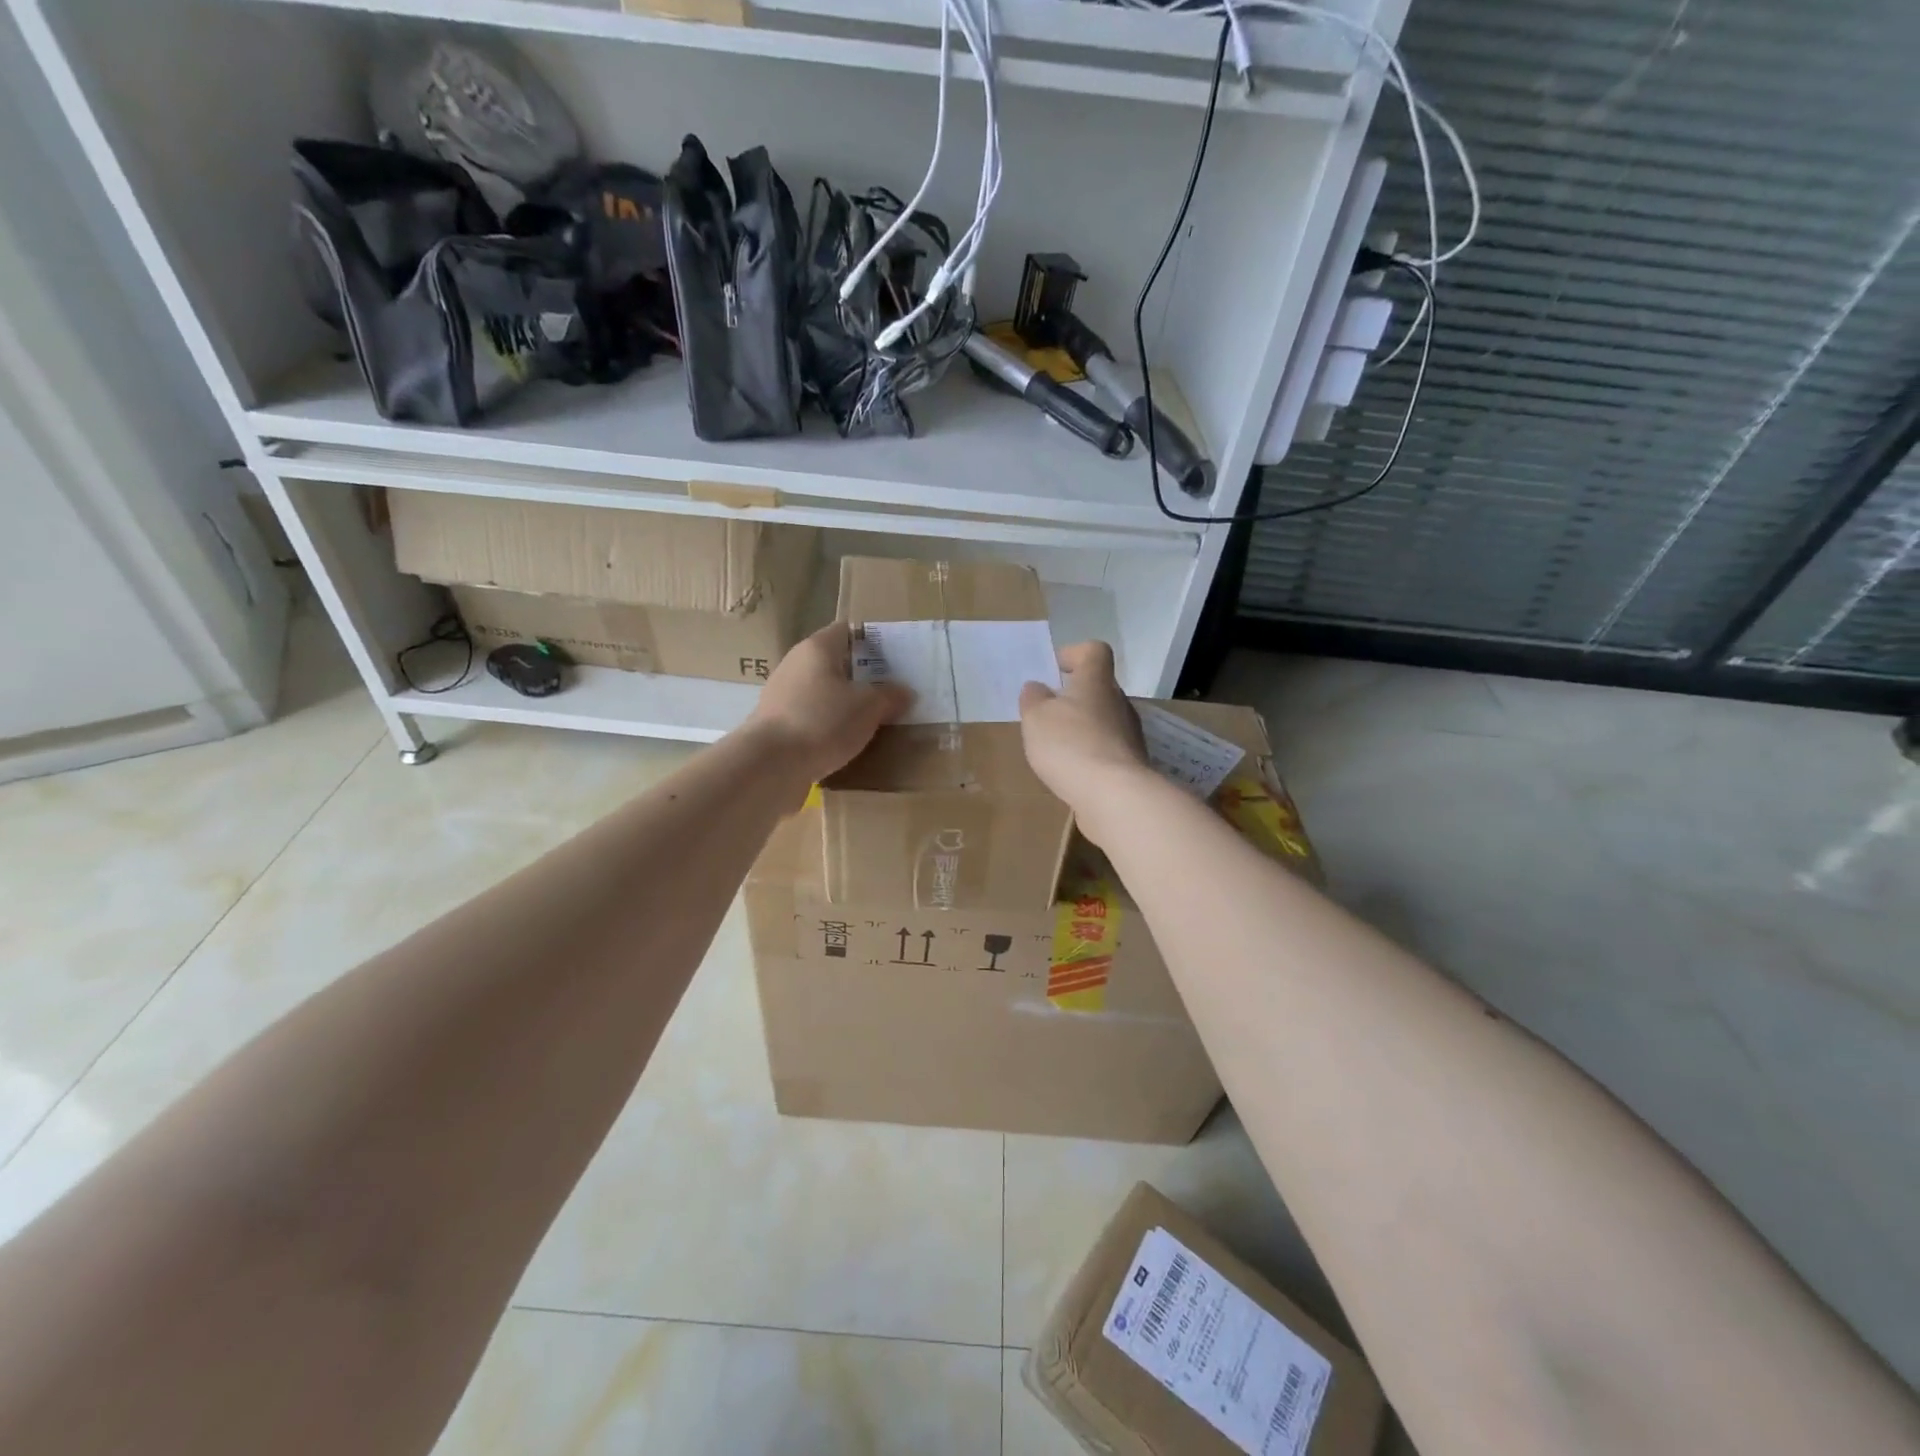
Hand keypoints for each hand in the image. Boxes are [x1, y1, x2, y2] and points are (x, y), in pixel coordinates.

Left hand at [744, 621, 913, 785]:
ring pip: (823, 692)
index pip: (847, 630)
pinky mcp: (777, 725)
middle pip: (835, 662)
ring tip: (874, 719)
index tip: (895, 658)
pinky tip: (847, 741)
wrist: (770, 765)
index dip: (872, 640)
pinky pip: (812, 717)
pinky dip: (829, 725)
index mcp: (817, 648)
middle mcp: (796, 665)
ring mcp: (782, 696)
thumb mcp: (868, 706)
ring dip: (845, 703)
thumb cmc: (823, 721)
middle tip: (891, 690)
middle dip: (862, 675)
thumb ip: (889, 695)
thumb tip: (904, 691)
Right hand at [1019, 641, 1151, 836]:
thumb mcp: (1036, 717)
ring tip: (1056, 747)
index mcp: (1096, 681)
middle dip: (1074, 696)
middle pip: (1098, 687)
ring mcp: (1129, 734)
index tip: (1053, 670)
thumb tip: (1037, 688)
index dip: (1073, 654)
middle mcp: (1119, 702)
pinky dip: (1090, 754)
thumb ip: (1033, 698)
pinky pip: (1107, 749)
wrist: (1113, 795)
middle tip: (1047, 712)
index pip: (1094, 651)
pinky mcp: (1131, 764)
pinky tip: (1072, 771)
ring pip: (1103, 720)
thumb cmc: (1070, 744)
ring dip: (1082, 727)